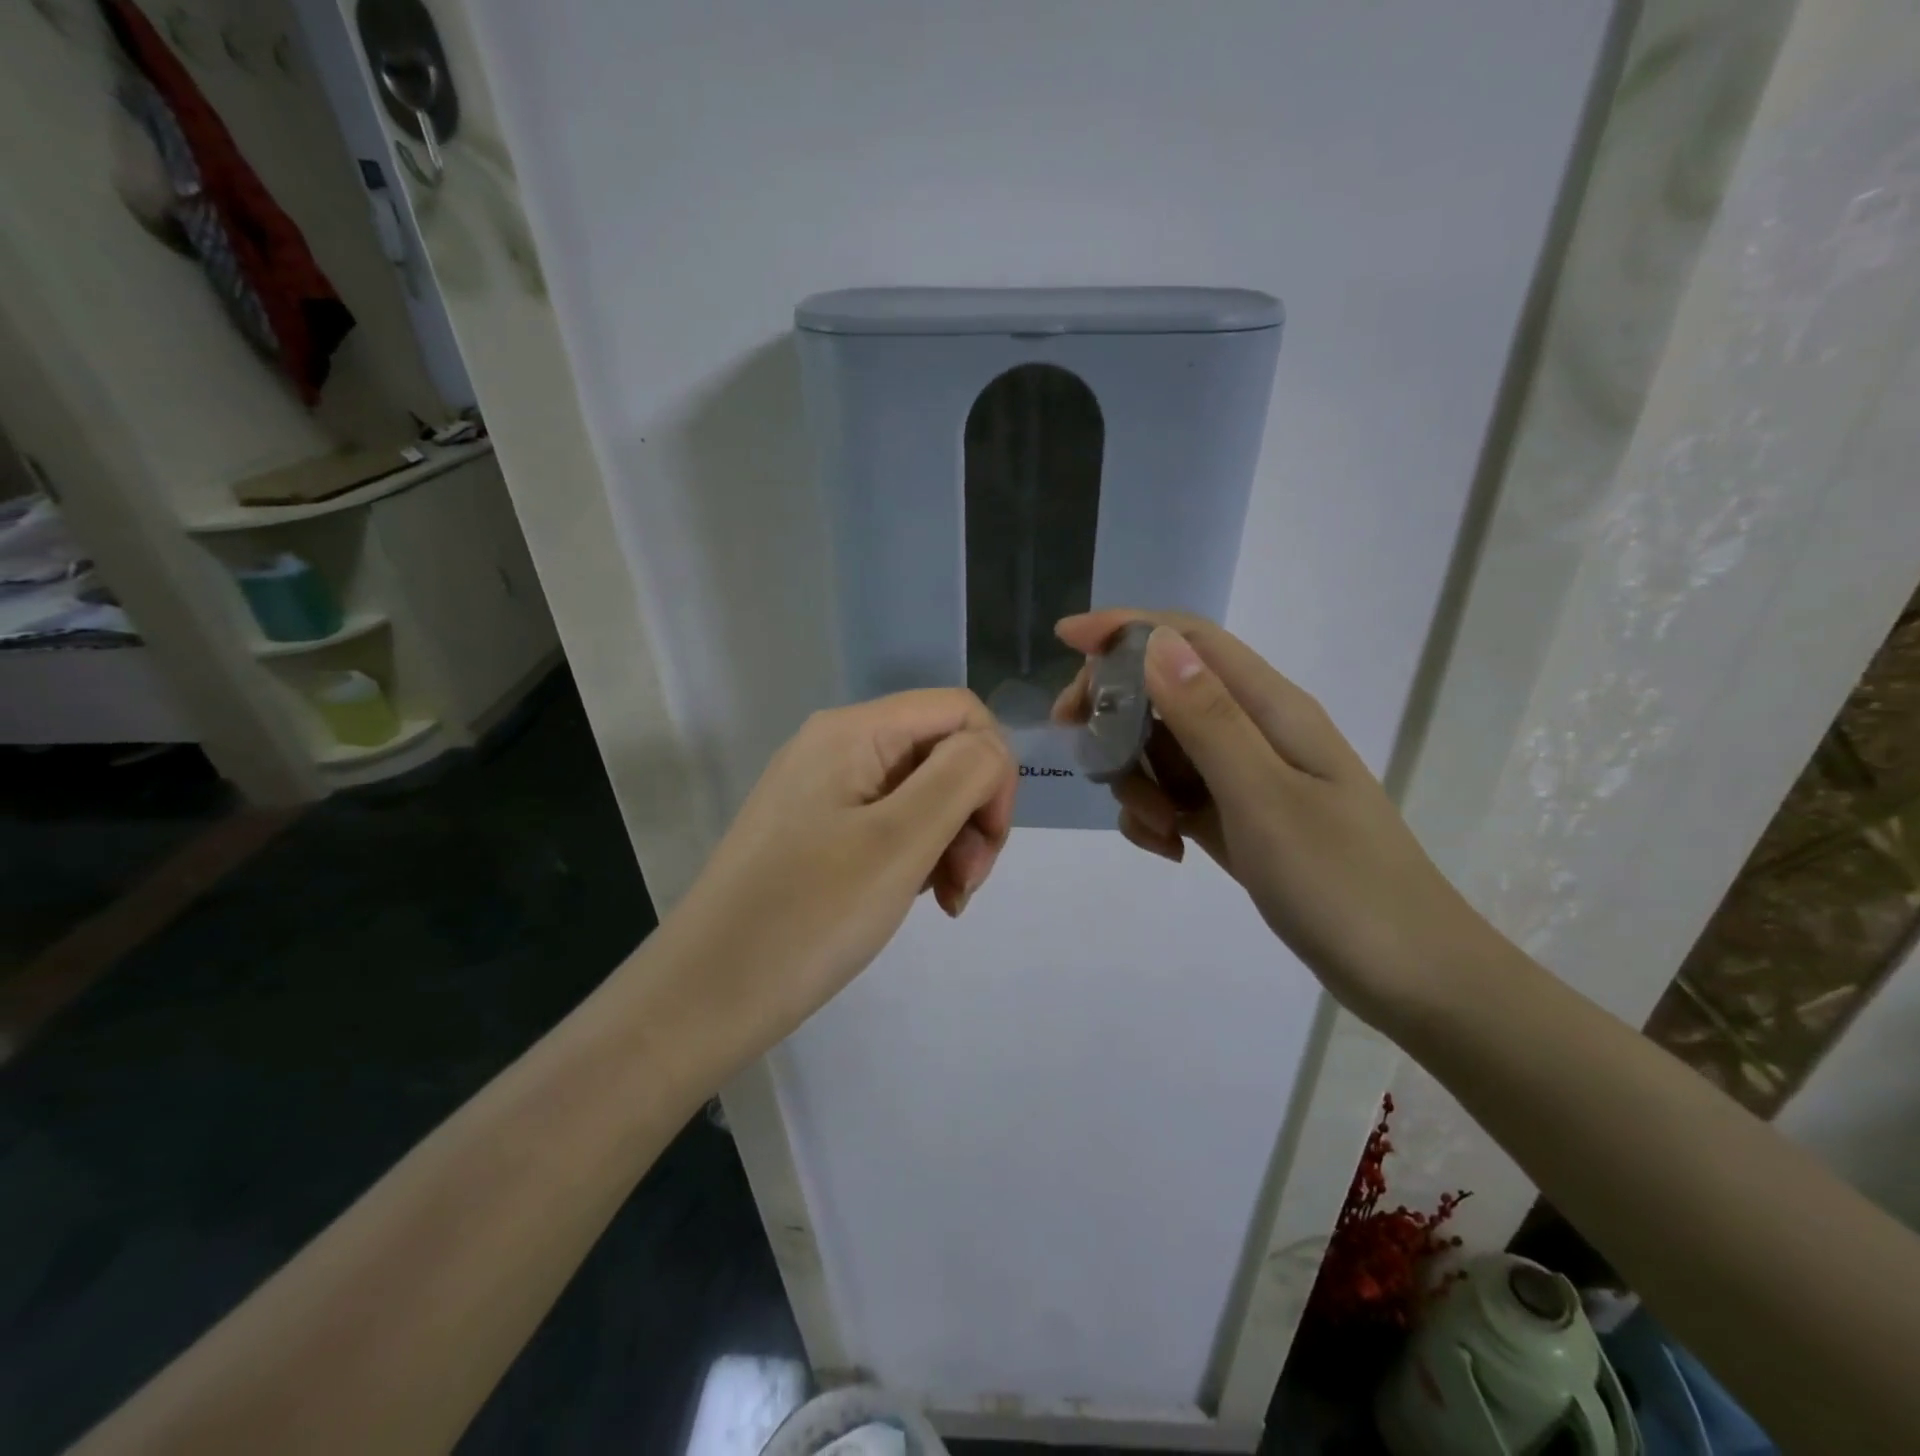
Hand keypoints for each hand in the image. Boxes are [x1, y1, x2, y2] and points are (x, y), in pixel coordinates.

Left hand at [658, 690, 1015, 1058]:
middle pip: (941, 751)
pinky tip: (918, 897)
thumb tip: (990, 749)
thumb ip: (961, 776)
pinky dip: (918, 855)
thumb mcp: (900, 841)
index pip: (959, 711)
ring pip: (920, 792)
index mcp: (853, 731)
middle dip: (972, 811)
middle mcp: (836, 746)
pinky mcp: (816, 831)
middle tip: (966, 884)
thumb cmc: (809, 916)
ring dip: (951, 840)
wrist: (705, 996)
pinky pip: (889, 823)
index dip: (993, 767)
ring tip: (947, 900)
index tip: (989, 838)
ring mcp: (822, 790)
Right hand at [1054, 609, 1492, 1024]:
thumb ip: (1207, 720)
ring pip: (1163, 749)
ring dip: (1138, 780)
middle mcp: (1256, 731)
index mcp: (1271, 709)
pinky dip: (1156, 815)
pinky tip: (1169, 850)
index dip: (1126, 629)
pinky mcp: (1237, 818)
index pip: (1189, 640)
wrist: (1409, 975)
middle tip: (1082, 751)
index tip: (1066, 640)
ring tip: (1158, 831)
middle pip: (1165, 691)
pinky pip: (1175, 795)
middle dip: (1116, 714)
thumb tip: (1154, 644)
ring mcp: (1246, 777)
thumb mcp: (1264, 798)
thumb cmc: (1341, 884)